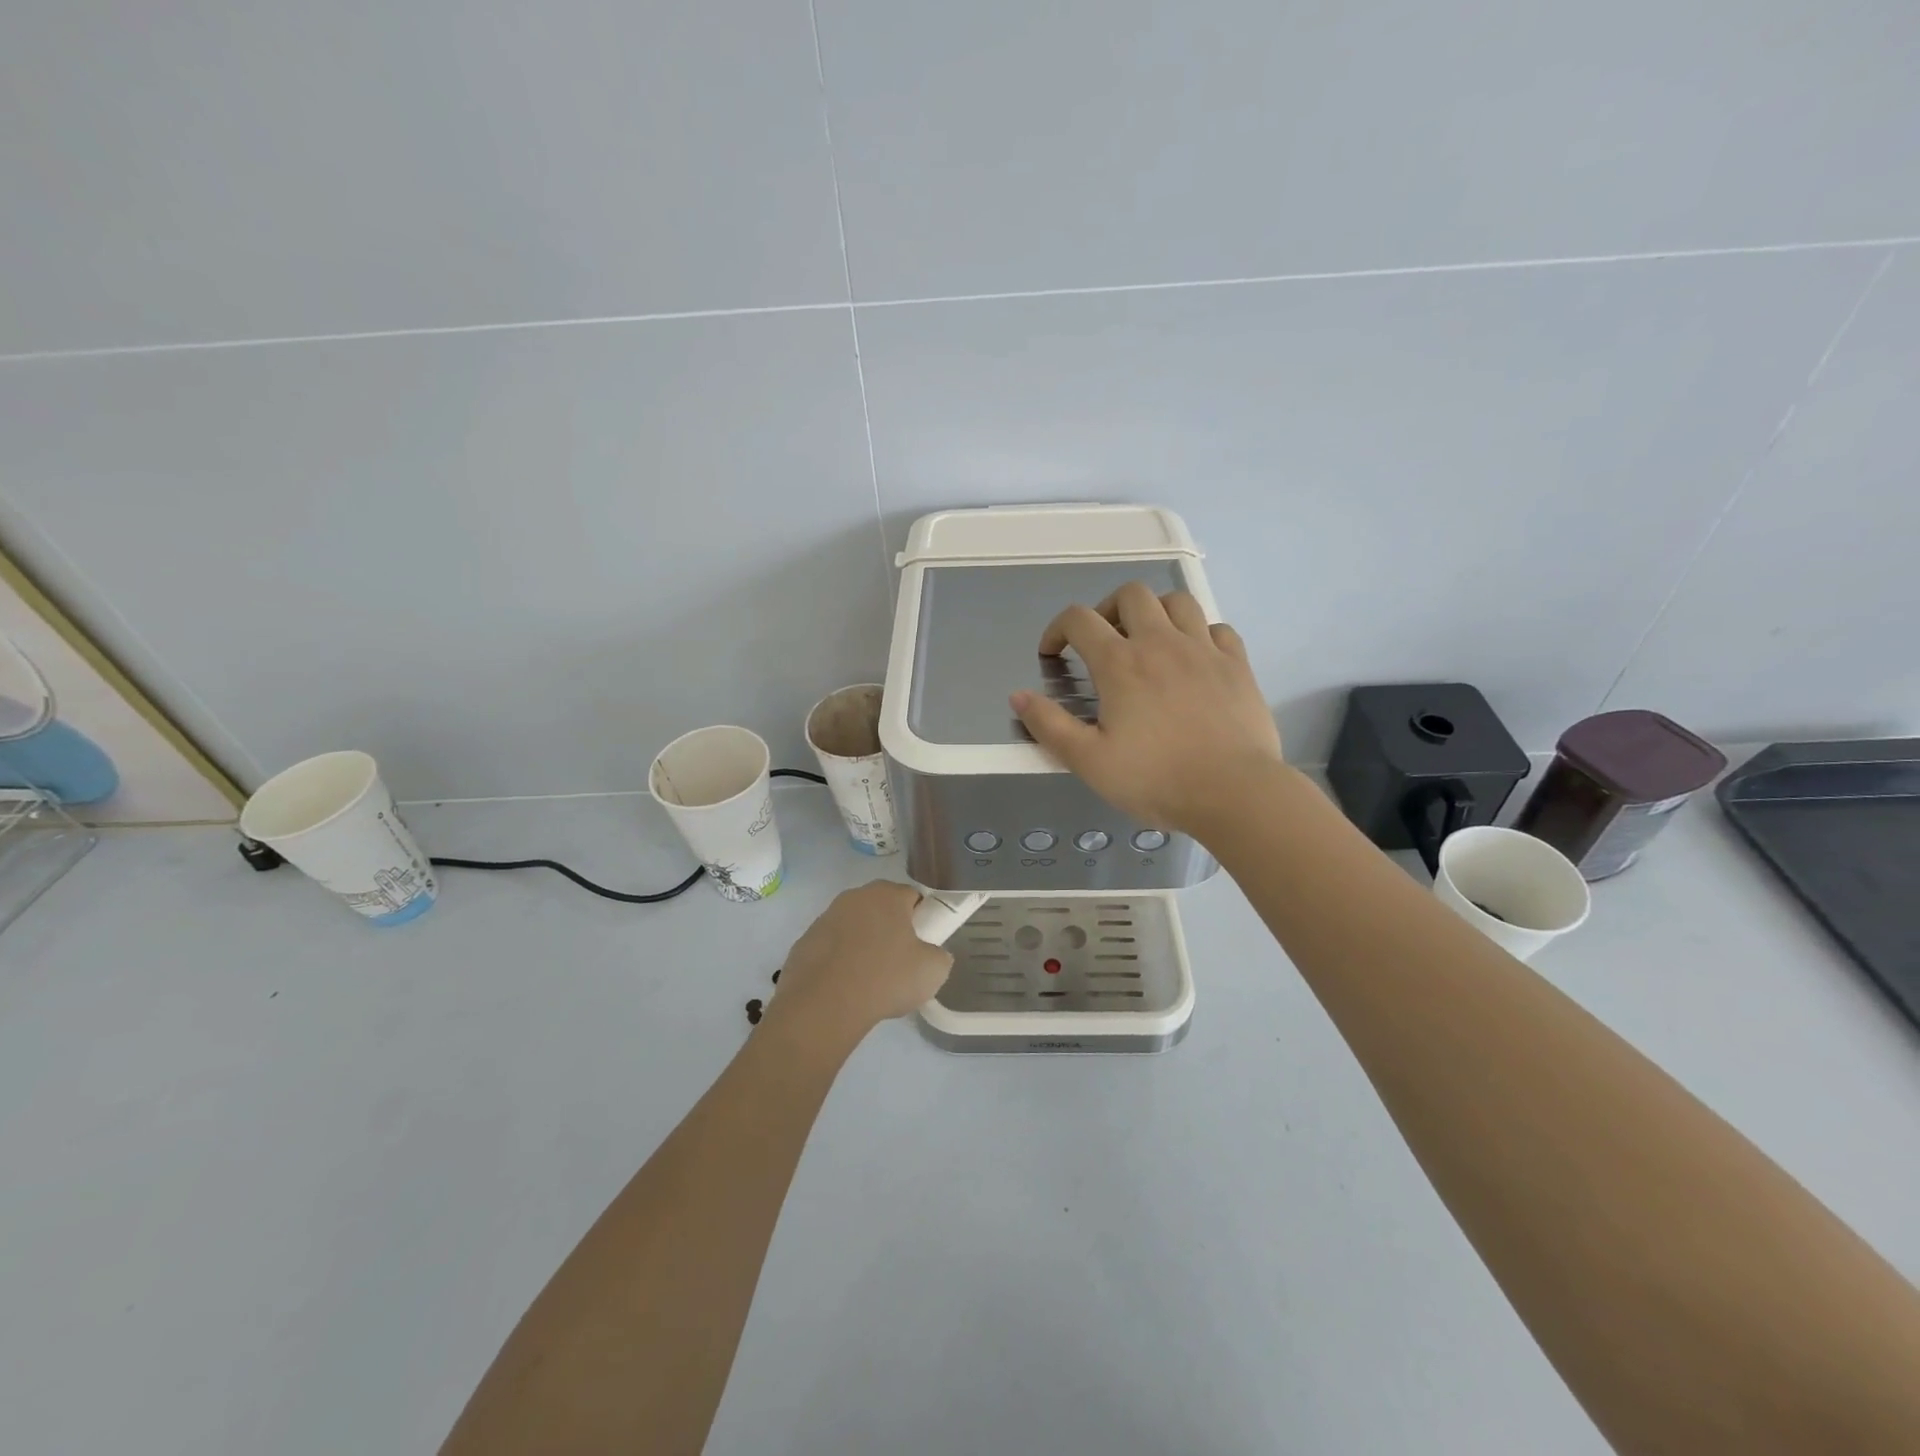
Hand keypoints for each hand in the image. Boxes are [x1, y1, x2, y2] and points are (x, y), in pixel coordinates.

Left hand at [764, 881, 953, 1044]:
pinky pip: (831, 948)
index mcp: (887, 894)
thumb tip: (931, 955)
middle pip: (881, 909)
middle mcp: (854, 897)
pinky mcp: (804, 942)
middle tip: (899, 963)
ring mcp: (825, 918)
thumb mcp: (933, 971)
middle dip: (890, 930)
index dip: (922, 920)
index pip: (912, 897)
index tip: (922, 946)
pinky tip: (844, 987)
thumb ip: (939, 955)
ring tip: (869, 981)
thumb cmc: (885, 978)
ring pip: (854, 927)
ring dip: (863, 945)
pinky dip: (839, 961)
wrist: (824, 1005)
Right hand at [1011, 582, 1283, 835]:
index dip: (1057, 629)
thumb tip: (1017, 696)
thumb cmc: (1155, 779)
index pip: (1079, 619)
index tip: (1053, 654)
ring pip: (1177, 601)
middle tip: (1103, 641)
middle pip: (1131, 594)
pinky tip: (1193, 657)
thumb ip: (1049, 725)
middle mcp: (1161, 642)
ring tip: (1148, 640)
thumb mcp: (1089, 761)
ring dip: (1155, 611)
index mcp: (1120, 663)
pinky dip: (1199, 633)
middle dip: (1108, 608)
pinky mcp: (1237, 664)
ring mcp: (1204, 649)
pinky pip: (1217, 628)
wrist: (1234, 792)